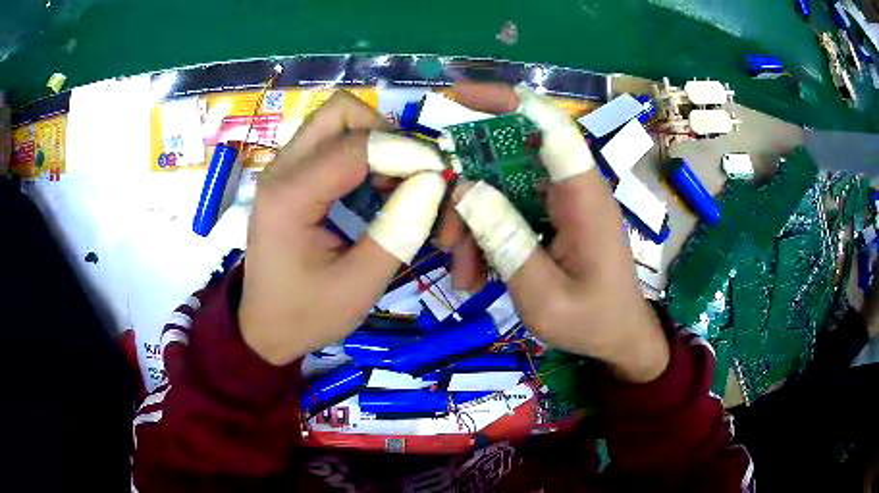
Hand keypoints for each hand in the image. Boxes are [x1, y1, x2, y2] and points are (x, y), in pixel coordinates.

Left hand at [240, 91, 446, 364]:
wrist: (263, 327)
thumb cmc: (306, 313)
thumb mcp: (359, 285)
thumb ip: (399, 231)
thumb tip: (433, 182)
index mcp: (290, 196)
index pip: (356, 146)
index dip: (405, 153)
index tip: (438, 177)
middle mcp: (281, 169)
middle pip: (340, 111)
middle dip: (384, 132)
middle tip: (408, 172)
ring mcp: (282, 168)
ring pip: (336, 120)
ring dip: (374, 141)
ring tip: (393, 184)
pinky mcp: (289, 176)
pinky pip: (331, 141)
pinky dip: (361, 153)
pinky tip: (373, 190)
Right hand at [437, 83, 667, 382]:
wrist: (619, 340)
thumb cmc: (593, 322)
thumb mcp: (544, 296)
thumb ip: (507, 242)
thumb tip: (466, 189)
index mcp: (583, 196)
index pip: (548, 125)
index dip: (505, 101)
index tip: (456, 98)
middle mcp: (572, 189)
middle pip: (510, 157)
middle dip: (467, 186)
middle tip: (445, 234)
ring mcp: (561, 204)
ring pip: (502, 187)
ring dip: (471, 221)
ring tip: (459, 269)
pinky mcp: (551, 220)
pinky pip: (509, 213)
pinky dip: (485, 238)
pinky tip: (473, 276)